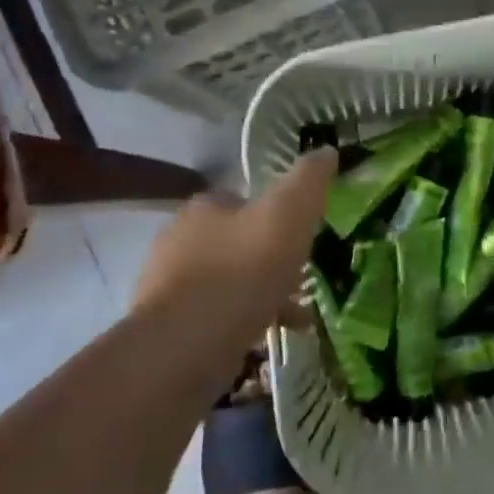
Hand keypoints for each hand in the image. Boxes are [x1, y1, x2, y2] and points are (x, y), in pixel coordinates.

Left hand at [132, 149, 335, 346]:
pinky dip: (242, 323)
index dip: (273, 215)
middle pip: (233, 243)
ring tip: (293, 314)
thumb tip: (327, 150)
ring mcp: (167, 286)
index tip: (299, 236)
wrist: (189, 342)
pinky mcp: (167, 328)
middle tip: (299, 277)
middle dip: (265, 258)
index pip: (240, 200)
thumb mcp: (290, 214)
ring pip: (225, 282)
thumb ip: (309, 181)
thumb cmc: (243, 269)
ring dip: (257, 293)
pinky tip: (267, 336)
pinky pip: (214, 318)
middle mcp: (177, 240)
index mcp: (203, 208)